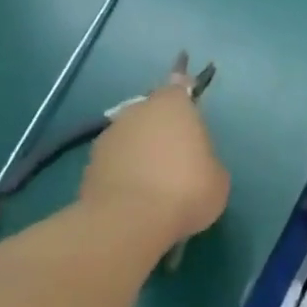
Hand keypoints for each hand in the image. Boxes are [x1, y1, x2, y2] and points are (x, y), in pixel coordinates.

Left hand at [79, 67, 228, 255]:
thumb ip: (205, 158)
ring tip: (153, 180)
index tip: (186, 91)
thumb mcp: (217, 176)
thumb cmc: (186, 190)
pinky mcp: (89, 164)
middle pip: (152, 111)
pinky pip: (115, 162)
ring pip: (131, 136)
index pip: (179, 83)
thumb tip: (192, 162)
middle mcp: (138, 111)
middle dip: (161, 125)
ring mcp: (110, 136)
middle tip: (175, 151)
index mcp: (173, 104)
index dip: (184, 87)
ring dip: (140, 149)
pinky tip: (134, 196)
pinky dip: (123, 172)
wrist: (129, 223)